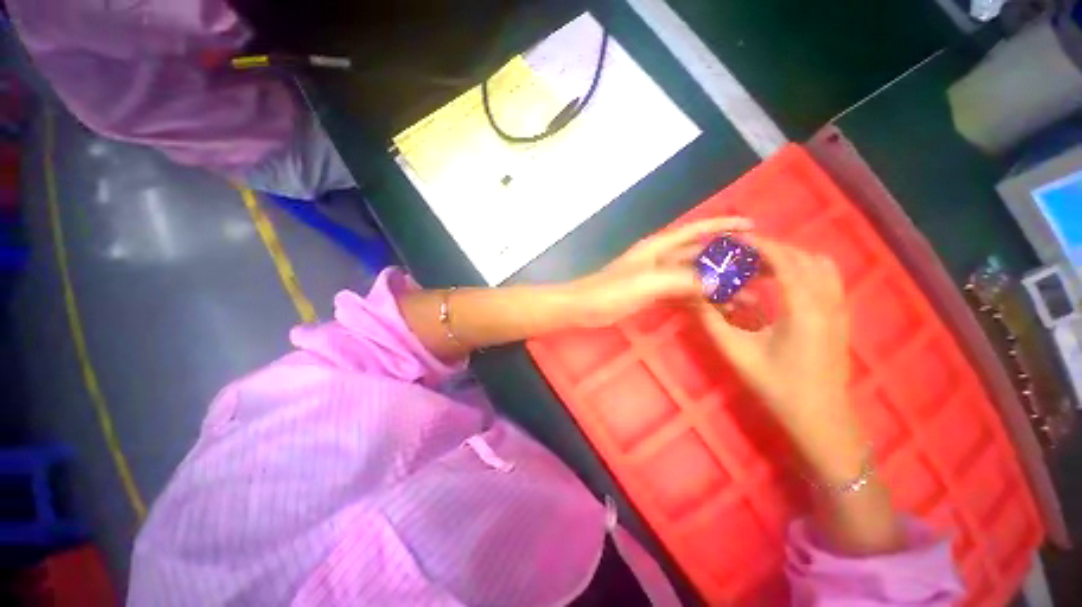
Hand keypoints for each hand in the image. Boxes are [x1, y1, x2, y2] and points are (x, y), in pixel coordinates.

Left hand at [569, 217, 752, 327]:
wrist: (585, 307)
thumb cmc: (611, 290)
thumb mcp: (649, 282)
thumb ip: (685, 280)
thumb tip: (723, 282)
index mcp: (659, 247)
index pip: (696, 230)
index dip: (723, 226)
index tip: (752, 227)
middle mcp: (661, 258)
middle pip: (700, 255)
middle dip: (728, 260)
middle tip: (759, 270)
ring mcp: (657, 278)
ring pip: (694, 277)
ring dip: (718, 284)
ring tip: (747, 295)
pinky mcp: (653, 295)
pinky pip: (683, 294)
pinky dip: (700, 299)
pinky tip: (718, 308)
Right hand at [695, 237, 861, 465]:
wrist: (820, 416)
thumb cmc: (777, 386)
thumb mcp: (738, 354)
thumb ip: (713, 321)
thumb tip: (697, 295)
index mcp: (803, 310)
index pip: (785, 261)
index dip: (759, 246)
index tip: (734, 241)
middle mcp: (827, 302)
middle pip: (803, 257)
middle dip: (771, 249)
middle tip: (740, 256)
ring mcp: (839, 308)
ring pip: (819, 265)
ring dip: (789, 257)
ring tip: (758, 265)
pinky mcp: (840, 315)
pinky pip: (827, 278)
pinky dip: (803, 268)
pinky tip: (781, 281)